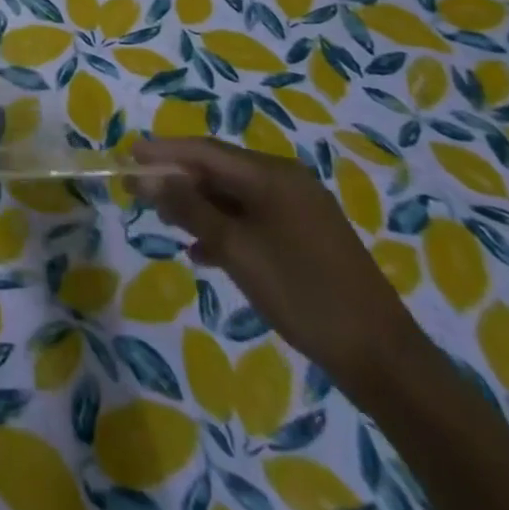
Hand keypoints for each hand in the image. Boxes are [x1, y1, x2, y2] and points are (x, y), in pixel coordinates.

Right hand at [131, 137, 425, 390]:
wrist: (382, 358)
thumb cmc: (302, 294)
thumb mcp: (236, 250)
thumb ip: (189, 208)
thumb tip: (147, 176)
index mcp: (271, 174)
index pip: (204, 151)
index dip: (163, 152)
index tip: (126, 155)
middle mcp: (286, 179)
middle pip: (218, 168)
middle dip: (177, 177)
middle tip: (138, 188)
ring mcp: (300, 207)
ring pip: (234, 194)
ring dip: (198, 203)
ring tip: (164, 219)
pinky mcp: (306, 235)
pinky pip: (253, 216)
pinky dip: (224, 226)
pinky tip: (202, 250)